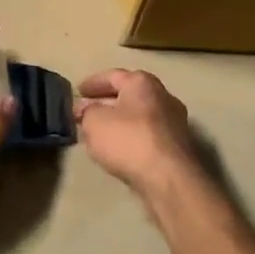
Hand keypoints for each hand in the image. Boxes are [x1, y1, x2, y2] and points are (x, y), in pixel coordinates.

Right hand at [74, 69, 199, 194]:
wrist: (168, 177)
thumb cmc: (128, 140)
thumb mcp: (94, 121)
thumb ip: (87, 112)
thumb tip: (87, 110)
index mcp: (142, 82)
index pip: (112, 76)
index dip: (92, 83)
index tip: (77, 92)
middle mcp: (162, 96)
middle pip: (128, 95)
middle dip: (104, 103)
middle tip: (84, 113)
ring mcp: (173, 121)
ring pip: (138, 116)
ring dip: (118, 122)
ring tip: (97, 133)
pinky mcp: (176, 146)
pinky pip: (146, 134)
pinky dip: (130, 137)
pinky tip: (117, 149)